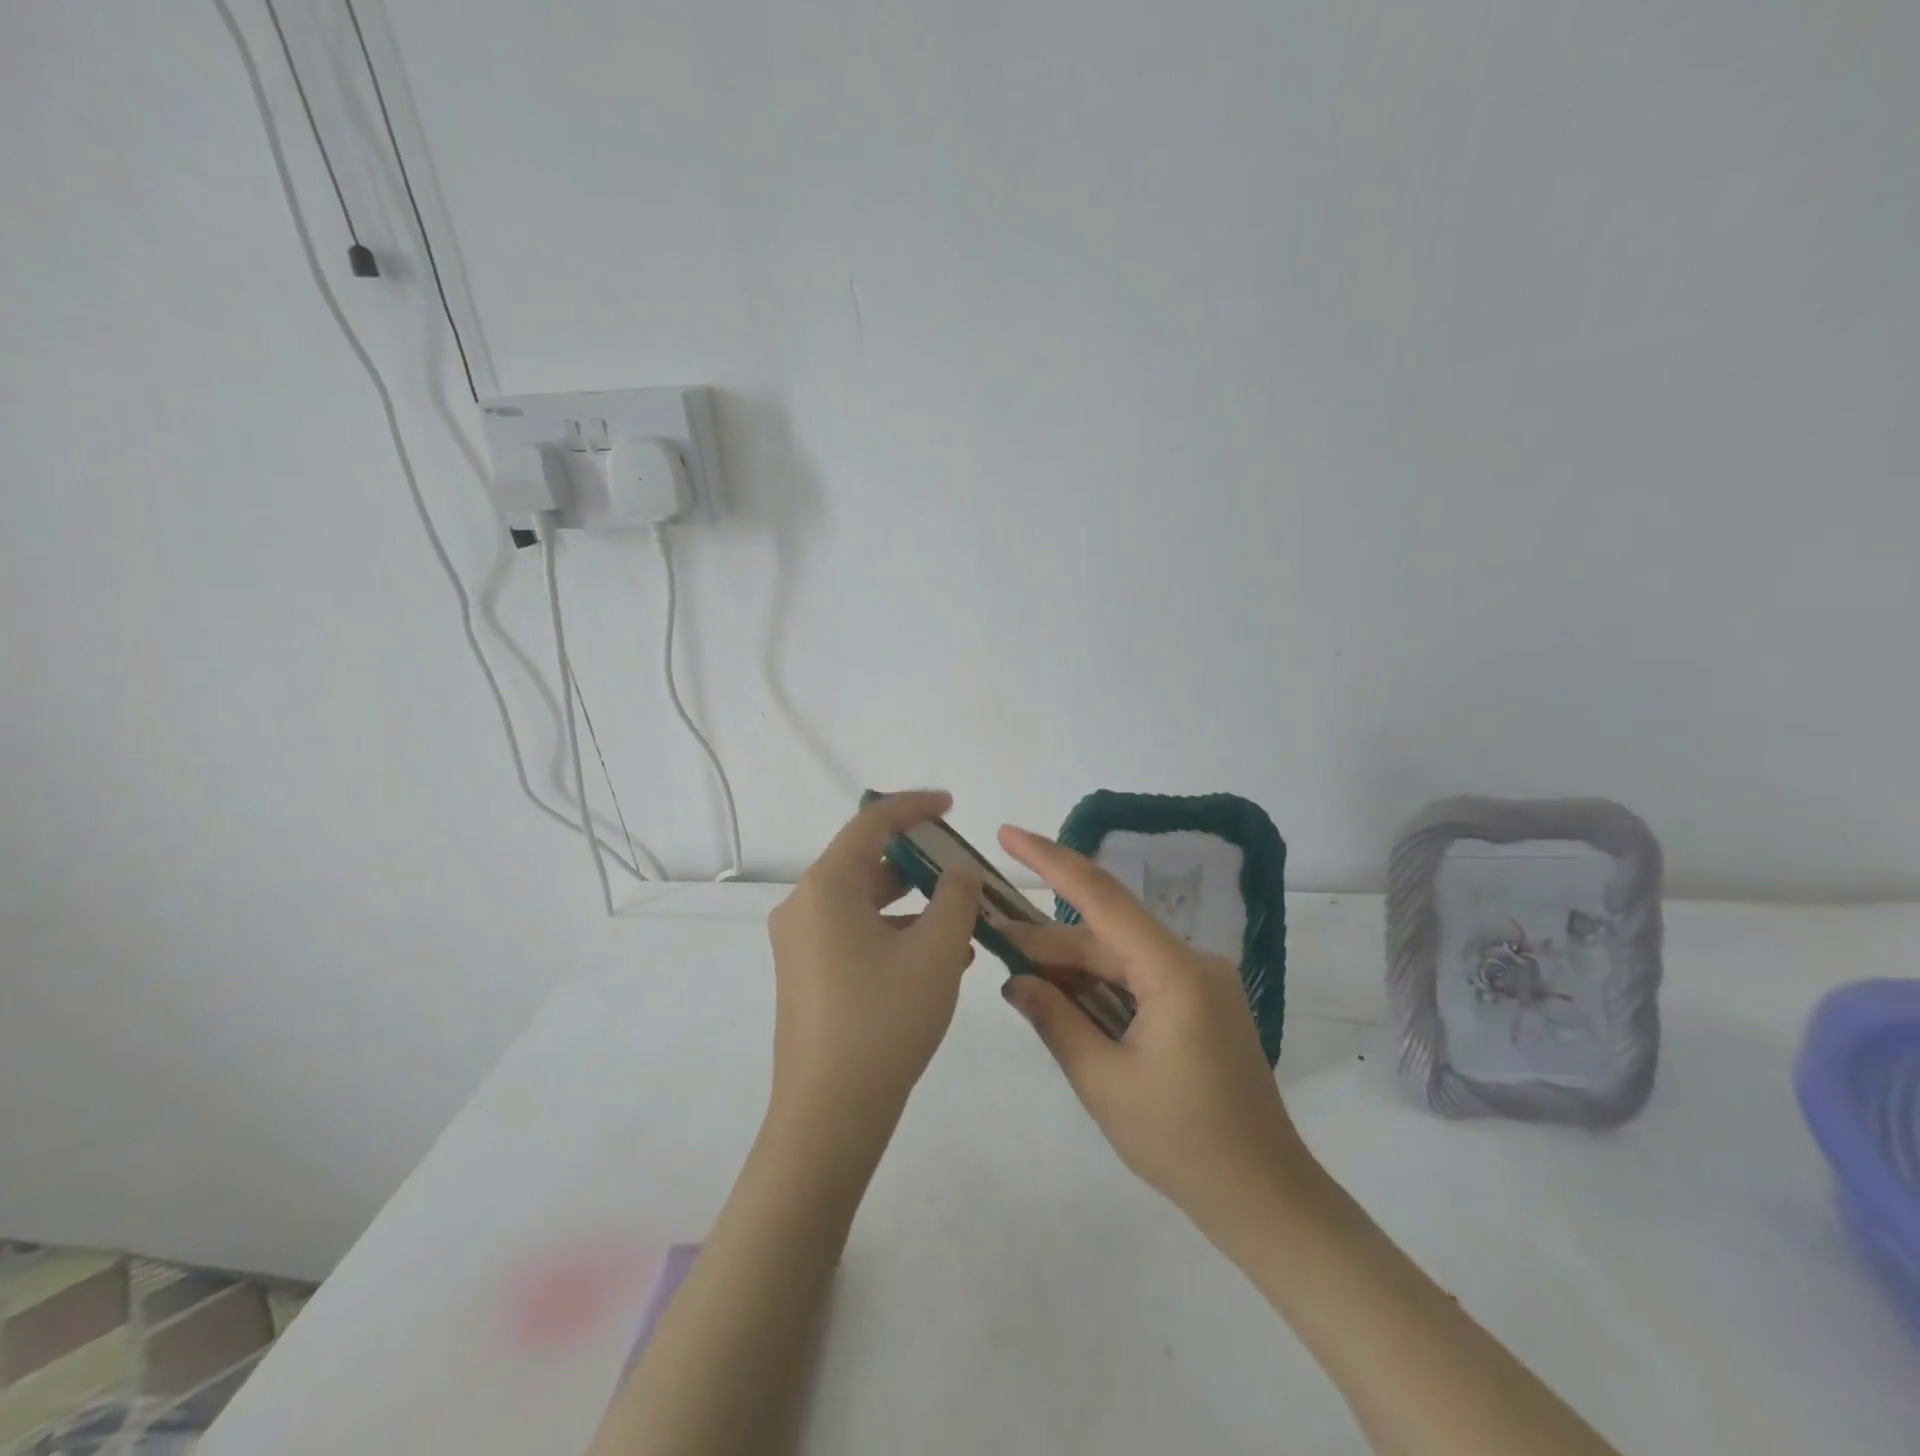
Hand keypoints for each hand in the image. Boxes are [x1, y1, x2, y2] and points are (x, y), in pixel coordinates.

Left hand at [765, 791, 981, 1153]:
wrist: (829, 1116)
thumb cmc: (884, 1020)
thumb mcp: (936, 952)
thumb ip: (955, 897)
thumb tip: (957, 874)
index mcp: (826, 887)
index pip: (870, 824)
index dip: (912, 807)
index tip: (950, 806)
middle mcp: (804, 906)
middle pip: (865, 862)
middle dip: (918, 863)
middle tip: (962, 870)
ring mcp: (801, 943)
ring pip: (864, 903)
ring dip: (912, 905)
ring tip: (962, 922)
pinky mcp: (807, 975)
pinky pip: (855, 934)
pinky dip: (895, 933)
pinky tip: (939, 959)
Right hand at [995, 825, 1321, 1232]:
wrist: (1264, 1198)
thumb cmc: (1183, 1144)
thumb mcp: (1104, 1083)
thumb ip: (1055, 1021)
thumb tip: (1014, 981)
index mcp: (1174, 972)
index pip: (1102, 898)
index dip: (1050, 861)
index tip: (1008, 835)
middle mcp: (1191, 962)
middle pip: (1104, 935)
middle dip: (1046, 938)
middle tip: (988, 936)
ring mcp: (1199, 982)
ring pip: (1119, 957)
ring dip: (1070, 965)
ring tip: (1016, 971)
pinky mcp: (1199, 1004)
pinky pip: (1137, 978)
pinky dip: (1098, 985)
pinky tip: (1062, 996)